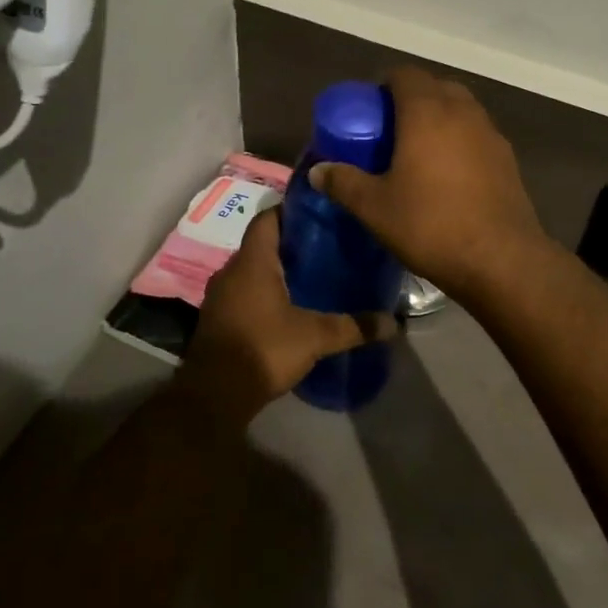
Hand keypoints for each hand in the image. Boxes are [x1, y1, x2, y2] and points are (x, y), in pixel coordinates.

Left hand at [175, 205, 397, 427]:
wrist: (214, 394)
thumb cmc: (263, 349)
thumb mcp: (314, 337)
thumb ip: (353, 327)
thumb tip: (394, 323)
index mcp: (252, 262)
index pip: (268, 219)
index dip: (292, 212)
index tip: (320, 216)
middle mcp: (231, 271)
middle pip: (262, 245)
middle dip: (291, 245)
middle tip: (326, 248)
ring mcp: (220, 296)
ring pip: (252, 271)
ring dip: (277, 271)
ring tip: (312, 277)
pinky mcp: (218, 320)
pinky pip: (244, 294)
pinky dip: (264, 294)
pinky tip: (289, 308)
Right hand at [309, 67, 550, 305]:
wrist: (501, 260)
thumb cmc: (431, 225)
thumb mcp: (375, 208)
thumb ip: (343, 183)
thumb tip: (317, 171)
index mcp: (427, 112)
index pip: (405, 75)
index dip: (384, 85)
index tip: (368, 109)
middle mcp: (463, 112)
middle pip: (435, 87)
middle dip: (412, 99)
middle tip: (390, 130)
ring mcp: (491, 134)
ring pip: (461, 109)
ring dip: (439, 119)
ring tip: (418, 152)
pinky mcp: (508, 159)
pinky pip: (477, 134)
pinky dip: (460, 141)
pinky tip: (448, 175)